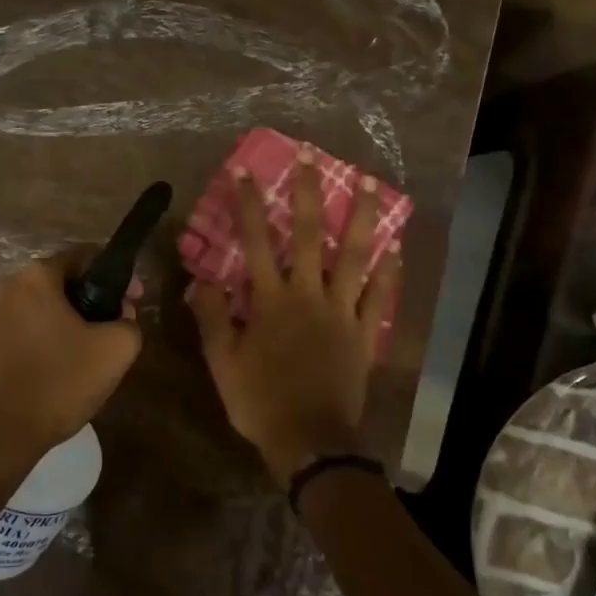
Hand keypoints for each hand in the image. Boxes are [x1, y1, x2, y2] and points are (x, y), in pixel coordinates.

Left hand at [0, 248, 141, 475]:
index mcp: (36, 276)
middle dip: (97, 301)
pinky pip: (32, 331)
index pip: (86, 256)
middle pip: (66, 283)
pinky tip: (69, 368)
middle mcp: (10, 288)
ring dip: (76, 322)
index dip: (119, 276)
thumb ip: (130, 322)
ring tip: (98, 352)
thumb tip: (122, 318)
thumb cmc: (60, 381)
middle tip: (120, 328)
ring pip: (49, 309)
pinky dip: (54, 340)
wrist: (1, 435)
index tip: (136, 300)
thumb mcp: (115, 349)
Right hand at [190, 149, 401, 485]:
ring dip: (360, 216)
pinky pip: (381, 298)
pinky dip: (389, 273)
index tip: (244, 170)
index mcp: (271, 301)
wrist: (310, 442)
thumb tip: (200, 278)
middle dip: (308, 191)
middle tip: (310, 154)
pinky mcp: (365, 334)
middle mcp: (309, 295)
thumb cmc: (261, 401)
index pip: (256, 241)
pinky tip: (395, 247)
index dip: (249, 204)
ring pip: (355, 256)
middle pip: (310, 235)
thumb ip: (210, 317)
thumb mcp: (222, 363)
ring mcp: (343, 312)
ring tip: (368, 181)